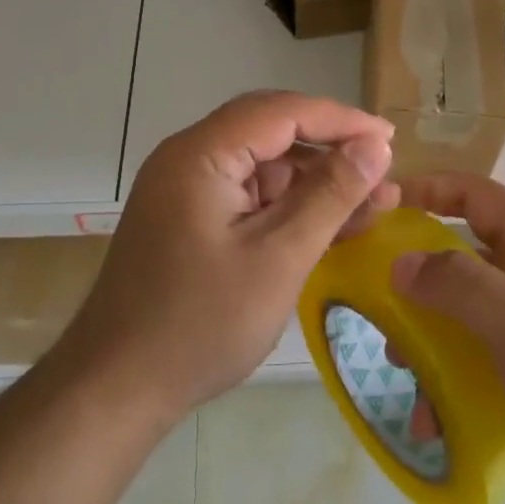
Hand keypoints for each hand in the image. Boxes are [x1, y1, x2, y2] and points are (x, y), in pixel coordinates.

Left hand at [57, 91, 395, 426]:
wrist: (114, 391)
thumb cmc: (199, 324)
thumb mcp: (279, 259)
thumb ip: (330, 195)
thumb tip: (376, 147)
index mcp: (201, 153)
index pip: (282, 112)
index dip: (341, 120)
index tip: (389, 139)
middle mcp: (190, 157)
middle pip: (272, 130)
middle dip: (330, 146)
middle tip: (380, 167)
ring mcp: (187, 188)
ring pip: (264, 164)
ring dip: (315, 180)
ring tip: (372, 203)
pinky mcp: (190, 216)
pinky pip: (250, 194)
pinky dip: (289, 205)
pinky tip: (331, 225)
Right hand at [391, 173, 504, 503]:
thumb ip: (461, 287)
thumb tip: (399, 262)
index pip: (477, 196)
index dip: (430, 189)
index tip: (380, 205)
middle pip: (465, 258)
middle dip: (418, 276)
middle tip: (376, 304)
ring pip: (468, 317)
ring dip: (430, 339)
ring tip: (402, 371)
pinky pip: (483, 368)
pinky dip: (453, 386)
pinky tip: (434, 422)